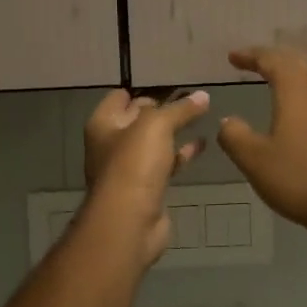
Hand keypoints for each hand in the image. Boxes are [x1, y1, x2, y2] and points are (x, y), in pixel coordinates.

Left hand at [81, 89, 210, 266]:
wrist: (129, 222)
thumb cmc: (134, 164)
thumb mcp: (157, 126)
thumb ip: (180, 109)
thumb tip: (203, 95)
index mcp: (103, 124)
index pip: (120, 96)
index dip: (143, 88)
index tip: (171, 84)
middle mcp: (111, 144)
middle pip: (138, 119)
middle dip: (162, 109)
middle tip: (192, 98)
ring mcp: (129, 169)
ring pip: (154, 143)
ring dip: (174, 131)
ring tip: (202, 116)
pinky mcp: (147, 189)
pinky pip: (165, 164)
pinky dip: (181, 155)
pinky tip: (201, 145)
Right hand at [218, 48, 306, 242]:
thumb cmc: (304, 178)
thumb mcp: (257, 161)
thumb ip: (235, 136)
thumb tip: (228, 121)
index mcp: (297, 88)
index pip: (271, 59)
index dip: (250, 55)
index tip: (232, 57)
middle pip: (297, 62)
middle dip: (273, 60)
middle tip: (253, 63)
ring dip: (292, 77)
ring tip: (274, 84)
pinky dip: (305, 97)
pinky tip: (299, 116)